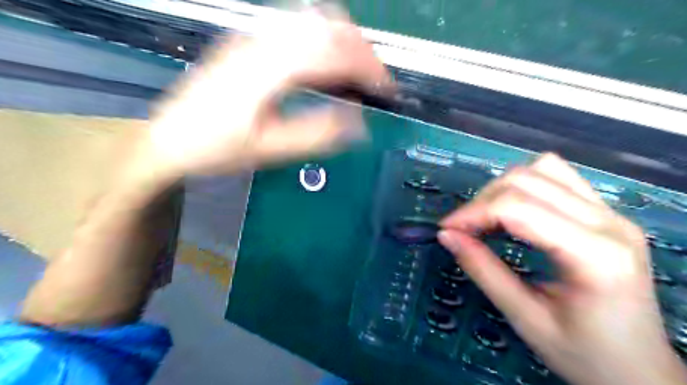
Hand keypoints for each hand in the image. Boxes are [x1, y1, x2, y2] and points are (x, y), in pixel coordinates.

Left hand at [138, 7, 391, 176]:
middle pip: (324, 25)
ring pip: (310, 20)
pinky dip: (323, 41)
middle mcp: (260, 42)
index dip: (366, 66)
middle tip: (376, 80)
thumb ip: (316, 135)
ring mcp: (251, 38)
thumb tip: (359, 125)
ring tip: (358, 71)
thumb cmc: (217, 149)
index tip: (386, 88)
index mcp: (266, 69)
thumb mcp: (270, 150)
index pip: (330, 52)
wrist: (170, 140)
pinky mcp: (247, 42)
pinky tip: (327, 64)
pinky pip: (295, 28)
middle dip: (361, 49)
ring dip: (343, 41)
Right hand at [437, 153, 683, 383]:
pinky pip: (557, 177)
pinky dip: (524, 186)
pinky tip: (513, 212)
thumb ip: (483, 271)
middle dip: (483, 201)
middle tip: (462, 229)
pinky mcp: (606, 213)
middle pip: (527, 181)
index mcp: (595, 255)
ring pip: (542, 169)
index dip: (473, 213)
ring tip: (487, 219)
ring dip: (502, 189)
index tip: (447, 229)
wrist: (640, 371)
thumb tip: (447, 236)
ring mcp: (612, 213)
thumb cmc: (584, 355)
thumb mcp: (525, 318)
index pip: (518, 208)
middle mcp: (609, 222)